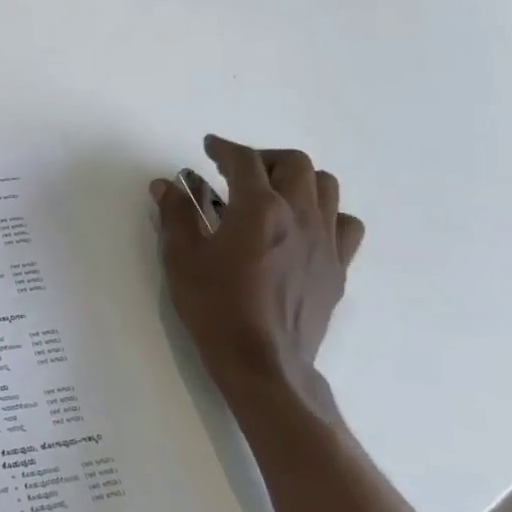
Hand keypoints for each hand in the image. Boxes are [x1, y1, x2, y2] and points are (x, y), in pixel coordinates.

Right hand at [150, 136, 364, 410]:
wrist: (263, 364)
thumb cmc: (216, 308)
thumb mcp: (181, 259)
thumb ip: (175, 215)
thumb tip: (167, 185)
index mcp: (259, 209)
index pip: (244, 160)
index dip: (224, 147)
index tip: (210, 147)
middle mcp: (299, 215)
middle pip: (294, 163)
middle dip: (264, 158)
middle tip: (238, 173)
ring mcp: (326, 242)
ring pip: (326, 187)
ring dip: (297, 180)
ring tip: (272, 195)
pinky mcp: (338, 268)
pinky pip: (344, 224)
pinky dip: (325, 214)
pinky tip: (302, 229)